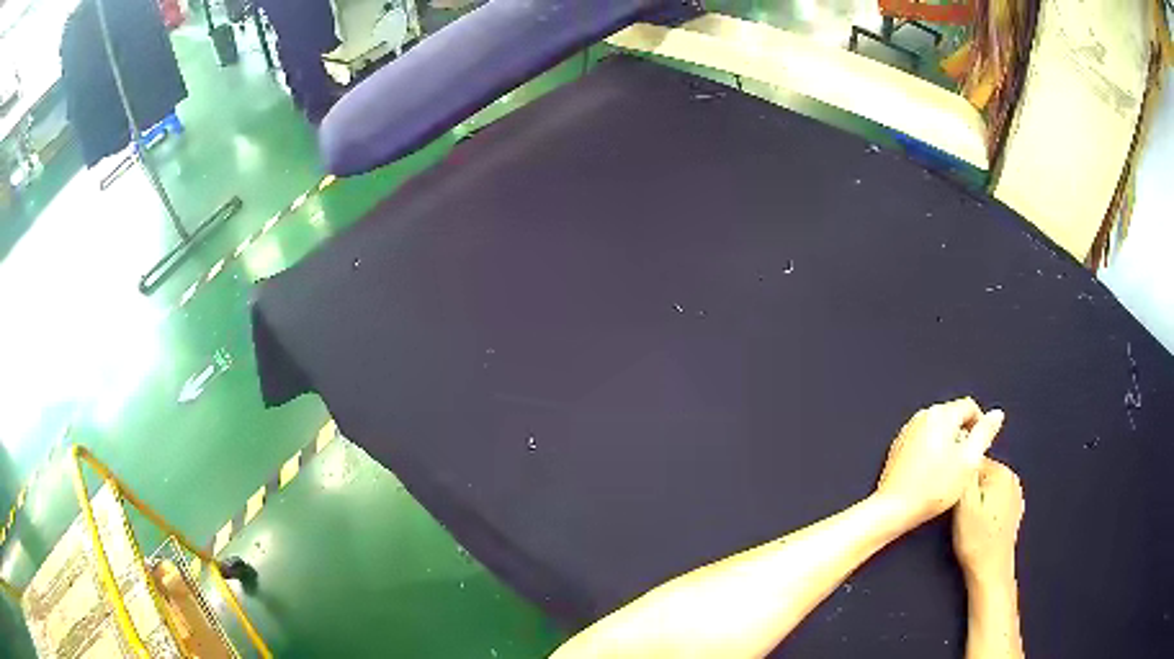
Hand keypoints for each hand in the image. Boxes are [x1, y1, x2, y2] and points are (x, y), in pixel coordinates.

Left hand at [875, 398, 1004, 525]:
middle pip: (953, 416)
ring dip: (948, 444)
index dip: (980, 426)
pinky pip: (923, 441)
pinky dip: (932, 451)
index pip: (970, 407)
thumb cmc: (933, 487)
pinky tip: (932, 474)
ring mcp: (908, 430)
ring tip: (949, 471)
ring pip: (938, 429)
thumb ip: (985, 433)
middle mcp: (922, 416)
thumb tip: (996, 414)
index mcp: (941, 414)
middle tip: (965, 463)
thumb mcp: (969, 460)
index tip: (980, 449)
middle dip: (964, 435)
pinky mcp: (899, 447)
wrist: (894, 508)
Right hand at [953, 459, 1023, 583]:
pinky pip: (995, 499)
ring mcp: (1015, 495)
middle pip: (982, 473)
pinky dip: (985, 508)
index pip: (973, 461)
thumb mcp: (963, 506)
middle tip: (958, 511)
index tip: (950, 495)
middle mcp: (1012, 478)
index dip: (959, 477)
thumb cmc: (976, 539)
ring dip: (976, 498)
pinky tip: (979, 524)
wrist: (991, 570)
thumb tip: (963, 455)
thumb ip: (965, 476)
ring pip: (987, 487)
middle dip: (968, 488)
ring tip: (968, 519)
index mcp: (1001, 472)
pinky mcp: (1013, 510)